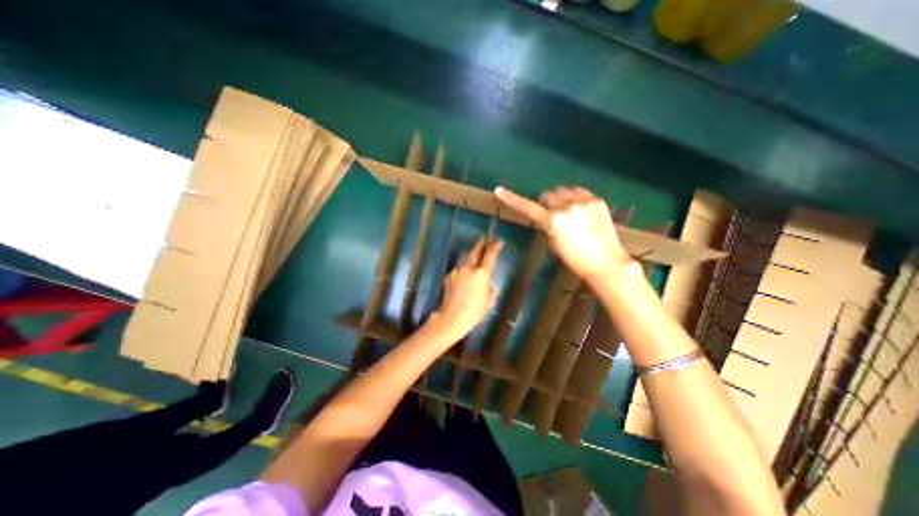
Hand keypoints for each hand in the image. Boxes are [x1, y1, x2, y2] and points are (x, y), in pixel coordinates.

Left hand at [432, 237, 501, 342]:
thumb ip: (490, 289)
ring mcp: (457, 271)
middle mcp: (469, 268)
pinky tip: (464, 277)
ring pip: (466, 260)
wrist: (451, 318)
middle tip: (485, 238)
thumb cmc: (474, 312)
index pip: (490, 256)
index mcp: (482, 274)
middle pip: (475, 251)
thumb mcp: (488, 301)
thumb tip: (488, 284)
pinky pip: (459, 269)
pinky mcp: (449, 275)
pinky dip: (463, 270)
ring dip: (471, 257)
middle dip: (481, 243)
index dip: (495, 247)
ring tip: (475, 258)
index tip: (499, 241)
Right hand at [496, 186, 632, 282]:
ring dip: (562, 199)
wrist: (605, 261)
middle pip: (548, 195)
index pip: (527, 207)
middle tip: (554, 216)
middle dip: (548, 203)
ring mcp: (583, 201)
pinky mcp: (597, 200)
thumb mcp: (553, 243)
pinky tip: (582, 211)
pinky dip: (576, 199)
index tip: (499, 190)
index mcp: (553, 220)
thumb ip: (547, 225)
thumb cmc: (574, 259)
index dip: (511, 199)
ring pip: (564, 191)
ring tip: (570, 213)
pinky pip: (580, 192)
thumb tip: (547, 216)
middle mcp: (567, 206)